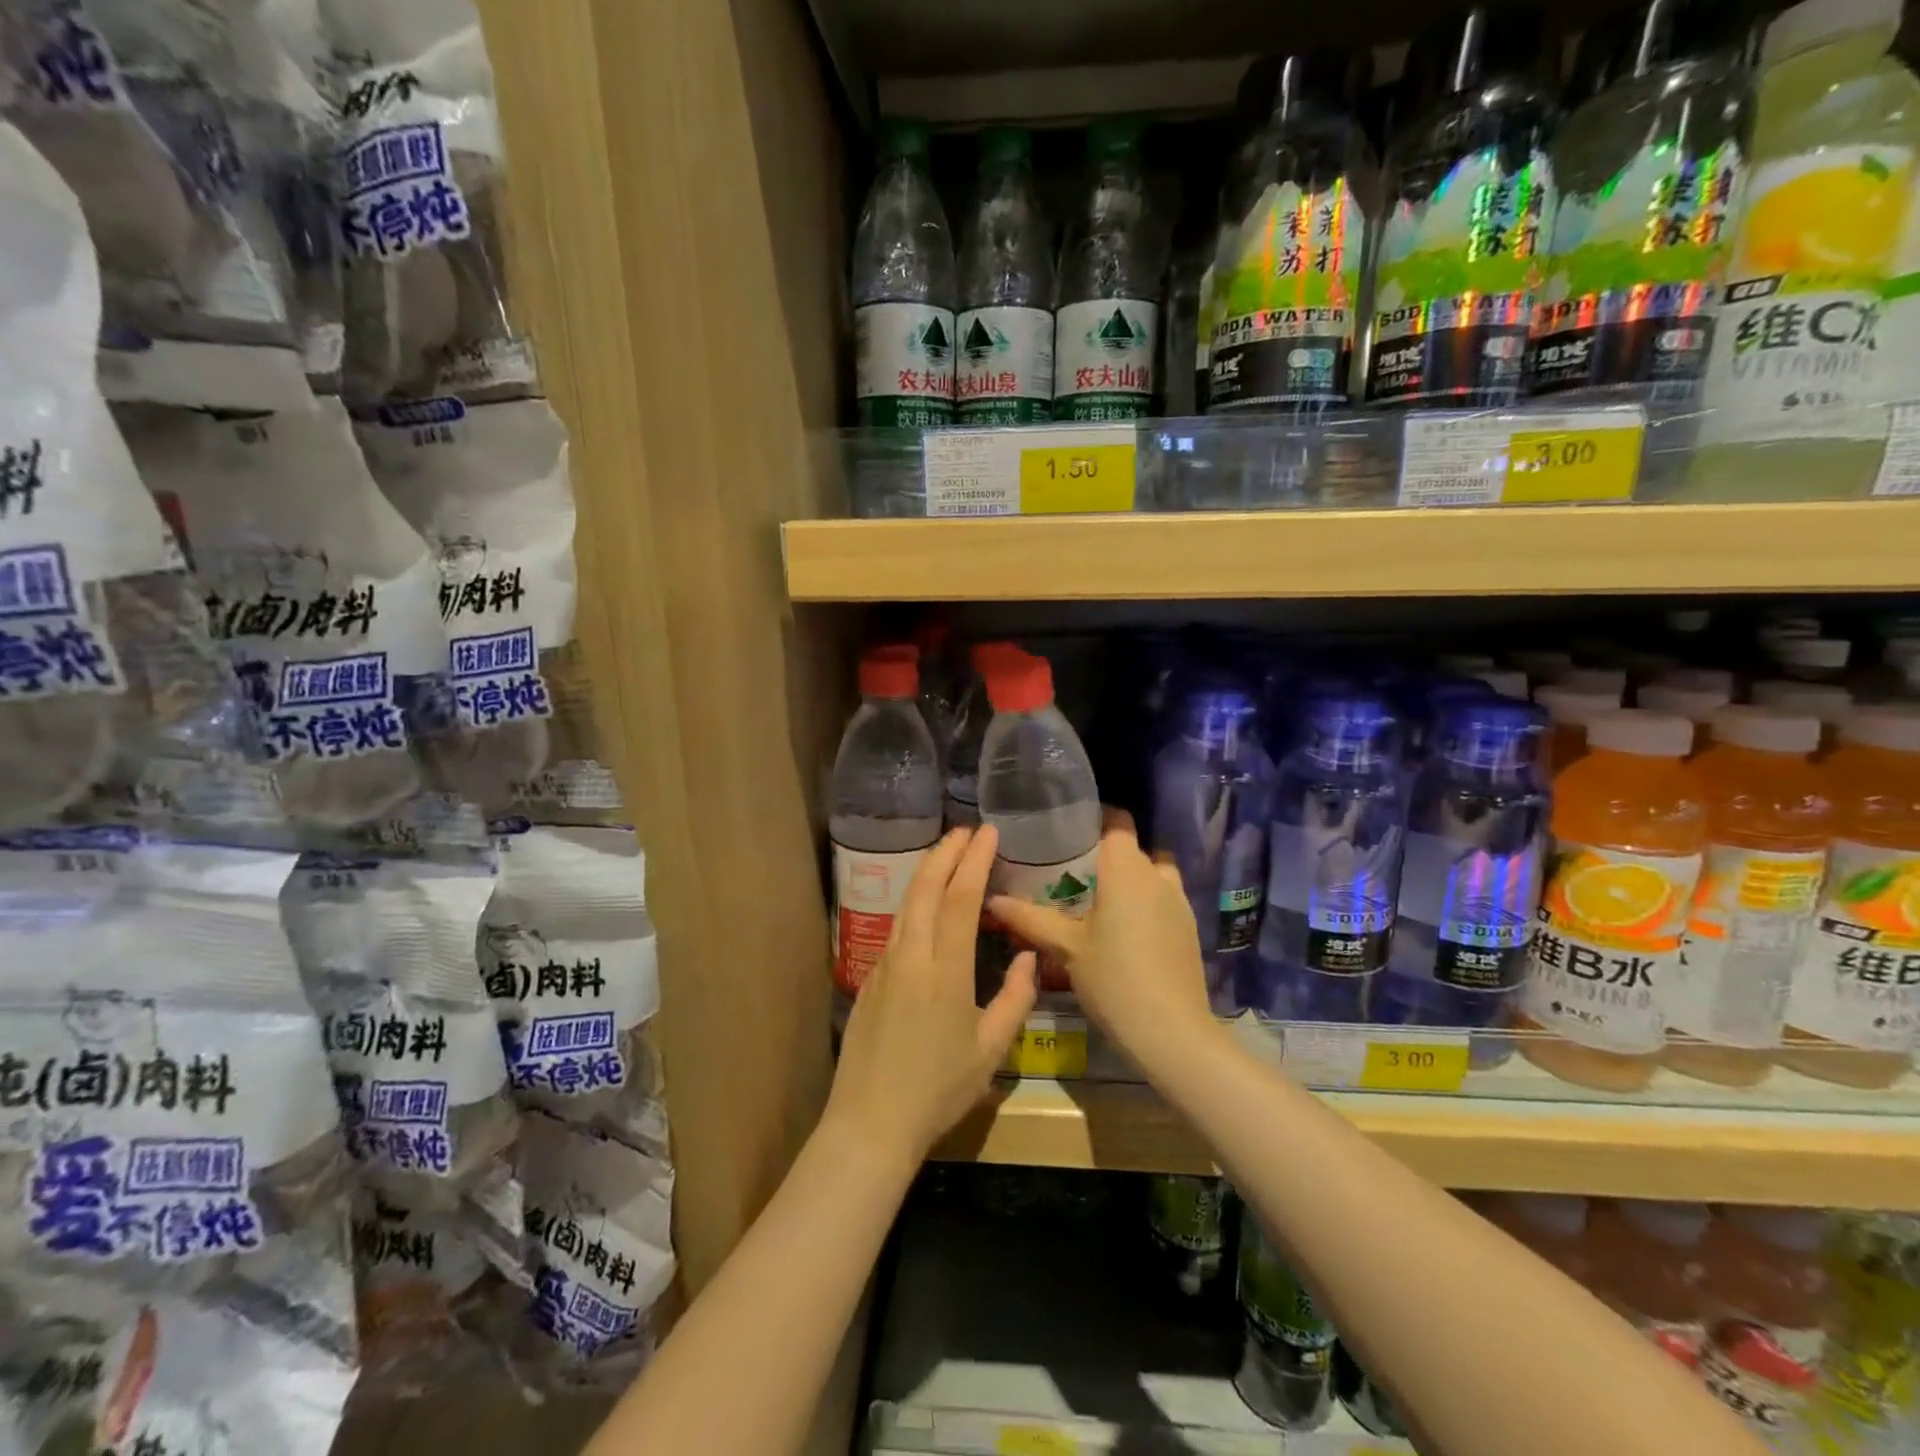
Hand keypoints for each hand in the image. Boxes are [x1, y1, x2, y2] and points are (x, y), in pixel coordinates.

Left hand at [825, 825, 1037, 1167]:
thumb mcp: (990, 1050)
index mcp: (944, 970)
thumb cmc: (938, 1089)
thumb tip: (1026, 955)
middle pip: (926, 889)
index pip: (961, 899)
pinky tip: (926, 901)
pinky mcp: (872, 977)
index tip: (987, 833)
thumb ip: (1015, 998)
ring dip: (928, 872)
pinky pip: (897, 924)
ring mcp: (885, 964)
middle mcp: (911, 956)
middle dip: (947, 853)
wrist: (870, 1121)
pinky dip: (915, 899)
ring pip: (907, 903)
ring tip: (947, 853)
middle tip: (967, 830)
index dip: (974, 861)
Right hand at [988, 809, 1215, 1071]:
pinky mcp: (1189, 927)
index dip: (1095, 820)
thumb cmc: (1113, 978)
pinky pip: (1164, 898)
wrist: (1171, 1031)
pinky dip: (1146, 902)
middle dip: (1105, 855)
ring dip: (1130, 878)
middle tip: (1070, 873)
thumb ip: (1029, 918)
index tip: (1067, 833)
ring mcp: (1178, 901)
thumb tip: (991, 899)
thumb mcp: (1065, 947)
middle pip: (1133, 848)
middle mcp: (1157, 875)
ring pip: (1152, 873)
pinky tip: (1124, 930)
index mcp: (1126, 868)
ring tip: (1099, 900)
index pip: (1117, 822)